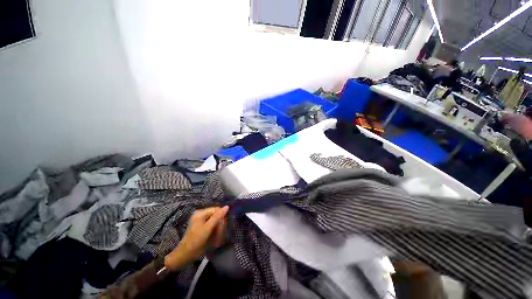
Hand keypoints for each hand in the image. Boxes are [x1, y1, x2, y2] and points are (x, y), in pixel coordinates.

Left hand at [164, 206, 228, 270]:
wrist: (185, 255)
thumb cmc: (196, 240)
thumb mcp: (207, 228)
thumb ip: (217, 217)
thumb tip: (227, 206)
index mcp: (201, 213)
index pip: (217, 210)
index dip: (222, 218)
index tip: (223, 228)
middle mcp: (202, 215)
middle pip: (217, 216)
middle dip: (219, 226)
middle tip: (219, 237)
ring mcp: (202, 221)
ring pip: (216, 222)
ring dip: (218, 231)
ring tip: (217, 241)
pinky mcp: (203, 228)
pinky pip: (213, 227)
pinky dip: (215, 233)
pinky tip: (215, 240)